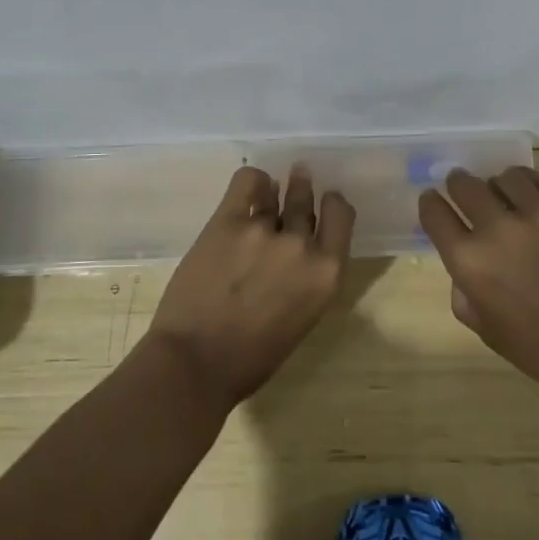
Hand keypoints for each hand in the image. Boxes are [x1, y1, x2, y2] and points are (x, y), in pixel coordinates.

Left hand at [147, 165, 354, 408]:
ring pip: (278, 191)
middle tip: (300, 178)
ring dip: (277, 189)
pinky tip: (251, 186)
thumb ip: (307, 280)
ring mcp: (264, 230)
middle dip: (304, 191)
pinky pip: (247, 182)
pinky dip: (252, 181)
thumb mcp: (300, 319)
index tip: (327, 200)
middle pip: (307, 204)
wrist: (196, 361)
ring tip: (272, 186)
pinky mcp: (228, 221)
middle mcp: (301, 245)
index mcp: (326, 275)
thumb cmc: (252, 357)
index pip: (342, 216)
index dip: (334, 204)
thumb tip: (298, 254)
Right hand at [418, 166, 538, 401]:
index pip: (434, 213)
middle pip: (464, 184)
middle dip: (459, 186)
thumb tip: (464, 263)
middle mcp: (497, 228)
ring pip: (504, 176)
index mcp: (469, 261)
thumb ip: (464, 290)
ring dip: (498, 186)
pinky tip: (533, 200)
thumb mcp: (486, 328)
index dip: (430, 204)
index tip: (433, 201)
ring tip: (507, 198)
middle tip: (466, 193)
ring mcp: (537, 213)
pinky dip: (529, 187)